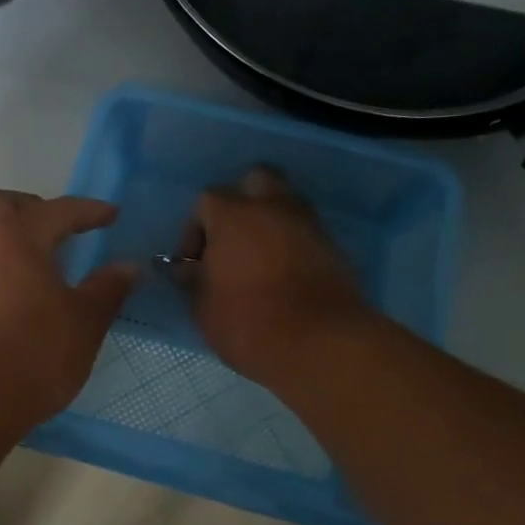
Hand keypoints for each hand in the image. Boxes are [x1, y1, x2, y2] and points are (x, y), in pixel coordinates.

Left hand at [0, 191, 137, 433]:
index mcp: (17, 235)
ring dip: (13, 237)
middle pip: (5, 207)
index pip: (59, 210)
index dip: (89, 211)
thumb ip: (107, 289)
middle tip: (64, 229)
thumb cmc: (32, 353)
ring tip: (43, 262)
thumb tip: (128, 267)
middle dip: (36, 210)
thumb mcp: (84, 322)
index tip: (111, 214)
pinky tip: (19, 291)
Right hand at [187, 167, 371, 382]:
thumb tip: (189, 269)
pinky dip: (294, 246)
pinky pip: (307, 234)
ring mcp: (309, 225)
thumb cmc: (247, 322)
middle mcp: (274, 208)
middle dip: (242, 203)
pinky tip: (285, 277)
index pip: (207, 200)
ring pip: (287, 205)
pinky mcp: (335, 248)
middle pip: (257, 181)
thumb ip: (193, 280)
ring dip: (271, 223)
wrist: (319, 344)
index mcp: (234, 215)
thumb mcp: (202, 307)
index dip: (196, 230)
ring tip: (259, 261)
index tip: (194, 264)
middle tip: (233, 240)